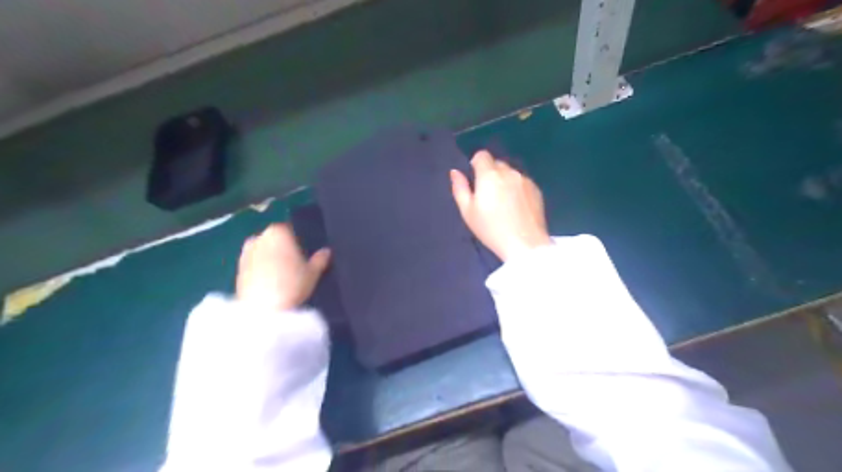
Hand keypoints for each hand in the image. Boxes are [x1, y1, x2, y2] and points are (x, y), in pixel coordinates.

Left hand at [237, 223, 331, 310]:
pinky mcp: (237, 271)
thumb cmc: (292, 284)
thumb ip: (320, 259)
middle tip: (294, 265)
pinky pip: (253, 266)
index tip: (304, 253)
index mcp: (278, 232)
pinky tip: (270, 285)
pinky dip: (260, 272)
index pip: (289, 230)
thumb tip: (326, 251)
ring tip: (282, 276)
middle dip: (281, 249)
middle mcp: (259, 238)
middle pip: (273, 240)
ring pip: (262, 253)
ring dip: (269, 260)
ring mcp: (245, 254)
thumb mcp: (313, 273)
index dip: (297, 241)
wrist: (263, 310)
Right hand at [451, 151, 549, 260]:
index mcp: (489, 175)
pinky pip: (522, 182)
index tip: (475, 180)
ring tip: (504, 203)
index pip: (482, 155)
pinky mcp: (537, 189)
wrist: (525, 244)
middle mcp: (509, 172)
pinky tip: (517, 207)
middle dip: (490, 174)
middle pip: (497, 164)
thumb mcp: (468, 212)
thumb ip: (460, 188)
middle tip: (488, 195)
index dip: (476, 164)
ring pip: (511, 173)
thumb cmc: (491, 229)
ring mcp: (525, 180)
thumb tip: (455, 172)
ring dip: (505, 181)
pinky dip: (517, 188)